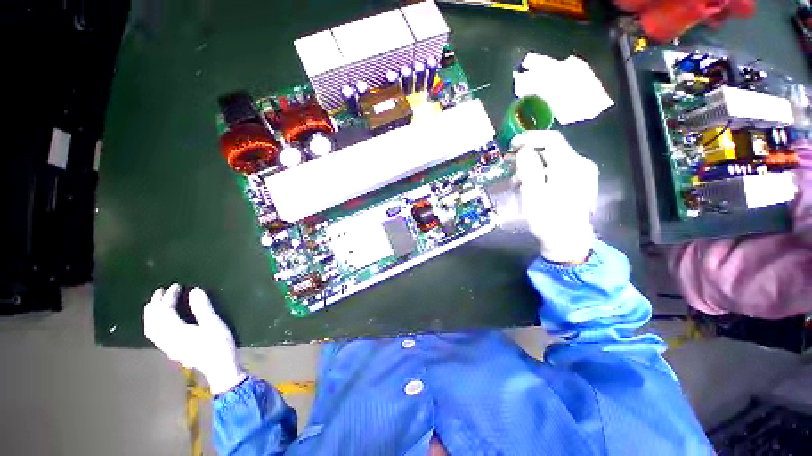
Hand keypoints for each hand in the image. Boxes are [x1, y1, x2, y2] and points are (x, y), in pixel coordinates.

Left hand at [144, 284, 245, 394]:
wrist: (222, 372)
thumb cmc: (220, 349)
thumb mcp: (215, 326)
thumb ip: (203, 308)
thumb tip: (194, 291)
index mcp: (178, 332)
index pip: (166, 310)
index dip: (169, 296)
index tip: (177, 286)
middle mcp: (170, 340)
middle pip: (155, 319)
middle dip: (156, 302)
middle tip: (162, 291)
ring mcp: (169, 348)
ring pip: (151, 329)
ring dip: (151, 314)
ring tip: (155, 305)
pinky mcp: (172, 353)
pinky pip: (155, 337)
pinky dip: (152, 326)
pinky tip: (158, 324)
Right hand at [511, 130, 598, 262]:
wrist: (570, 245)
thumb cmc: (549, 222)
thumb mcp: (532, 195)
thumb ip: (528, 167)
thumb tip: (525, 149)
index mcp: (570, 166)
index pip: (551, 139)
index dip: (530, 138)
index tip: (512, 146)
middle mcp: (581, 165)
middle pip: (554, 148)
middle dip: (530, 153)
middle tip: (511, 163)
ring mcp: (585, 174)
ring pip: (557, 159)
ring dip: (536, 164)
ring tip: (518, 180)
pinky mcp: (584, 183)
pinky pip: (563, 169)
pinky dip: (547, 172)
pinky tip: (535, 185)